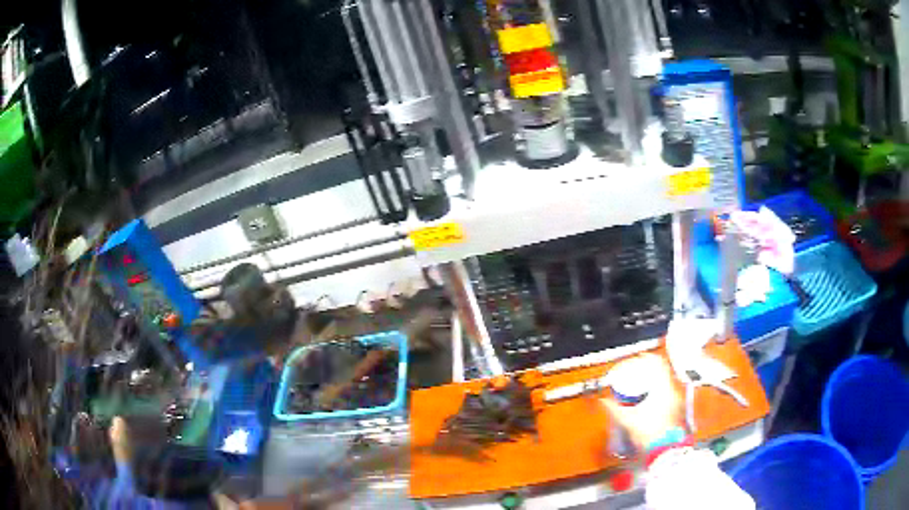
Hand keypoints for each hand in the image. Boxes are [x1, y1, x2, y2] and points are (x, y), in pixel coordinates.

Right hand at [600, 354, 682, 449]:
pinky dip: (659, 390)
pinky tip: (649, 398)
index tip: (639, 358)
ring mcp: (676, 400)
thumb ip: (614, 409)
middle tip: (637, 372)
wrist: (664, 449)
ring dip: (654, 380)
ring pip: (666, 382)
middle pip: (662, 371)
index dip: (648, 357)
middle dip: (649, 370)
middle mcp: (673, 391)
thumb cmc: (650, 434)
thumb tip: (604, 401)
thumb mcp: (628, 420)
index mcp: (663, 389)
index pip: (659, 363)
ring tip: (642, 385)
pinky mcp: (677, 408)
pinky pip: (668, 391)